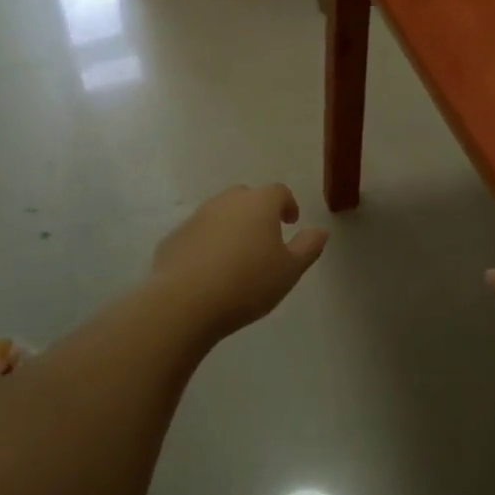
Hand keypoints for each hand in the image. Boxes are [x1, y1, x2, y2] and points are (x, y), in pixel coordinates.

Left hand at [150, 185, 328, 337]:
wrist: (185, 302)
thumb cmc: (248, 283)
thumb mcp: (290, 270)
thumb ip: (308, 246)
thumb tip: (320, 230)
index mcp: (259, 204)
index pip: (279, 191)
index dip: (288, 204)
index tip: (291, 223)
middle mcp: (226, 202)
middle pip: (246, 197)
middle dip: (257, 212)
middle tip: (264, 239)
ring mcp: (196, 217)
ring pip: (219, 214)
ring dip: (231, 227)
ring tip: (237, 258)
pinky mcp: (174, 238)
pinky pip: (198, 235)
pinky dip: (207, 244)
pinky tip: (209, 271)